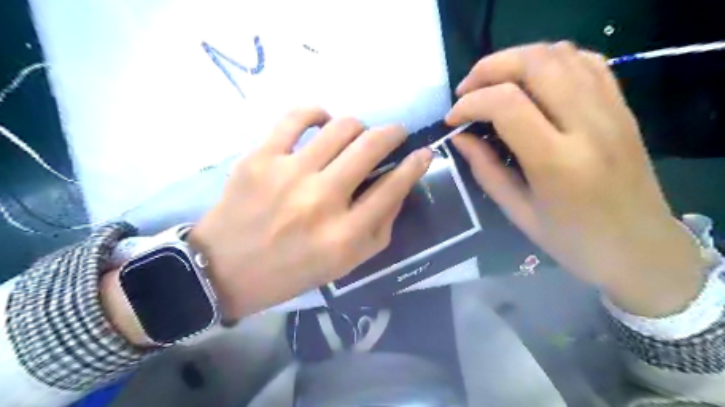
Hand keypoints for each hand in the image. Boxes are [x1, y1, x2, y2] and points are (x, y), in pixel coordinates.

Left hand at [186, 107, 432, 320]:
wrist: (227, 269)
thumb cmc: (293, 270)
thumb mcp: (348, 263)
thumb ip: (380, 226)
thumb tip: (399, 184)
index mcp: (345, 235)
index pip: (394, 187)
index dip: (416, 164)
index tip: (423, 152)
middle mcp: (322, 201)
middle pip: (371, 147)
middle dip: (393, 134)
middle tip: (394, 134)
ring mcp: (289, 175)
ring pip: (341, 127)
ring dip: (359, 126)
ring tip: (355, 135)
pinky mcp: (260, 158)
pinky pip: (297, 116)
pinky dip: (317, 113)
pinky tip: (322, 122)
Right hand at [445, 44, 705, 316]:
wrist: (640, 248)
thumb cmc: (573, 240)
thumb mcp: (518, 212)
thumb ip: (485, 169)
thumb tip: (460, 137)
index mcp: (558, 162)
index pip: (507, 105)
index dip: (470, 103)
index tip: (453, 120)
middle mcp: (589, 125)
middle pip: (536, 64)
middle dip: (489, 69)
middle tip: (466, 91)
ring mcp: (612, 111)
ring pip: (561, 54)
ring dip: (516, 59)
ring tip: (492, 84)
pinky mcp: (622, 107)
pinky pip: (586, 62)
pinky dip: (550, 61)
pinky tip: (531, 81)